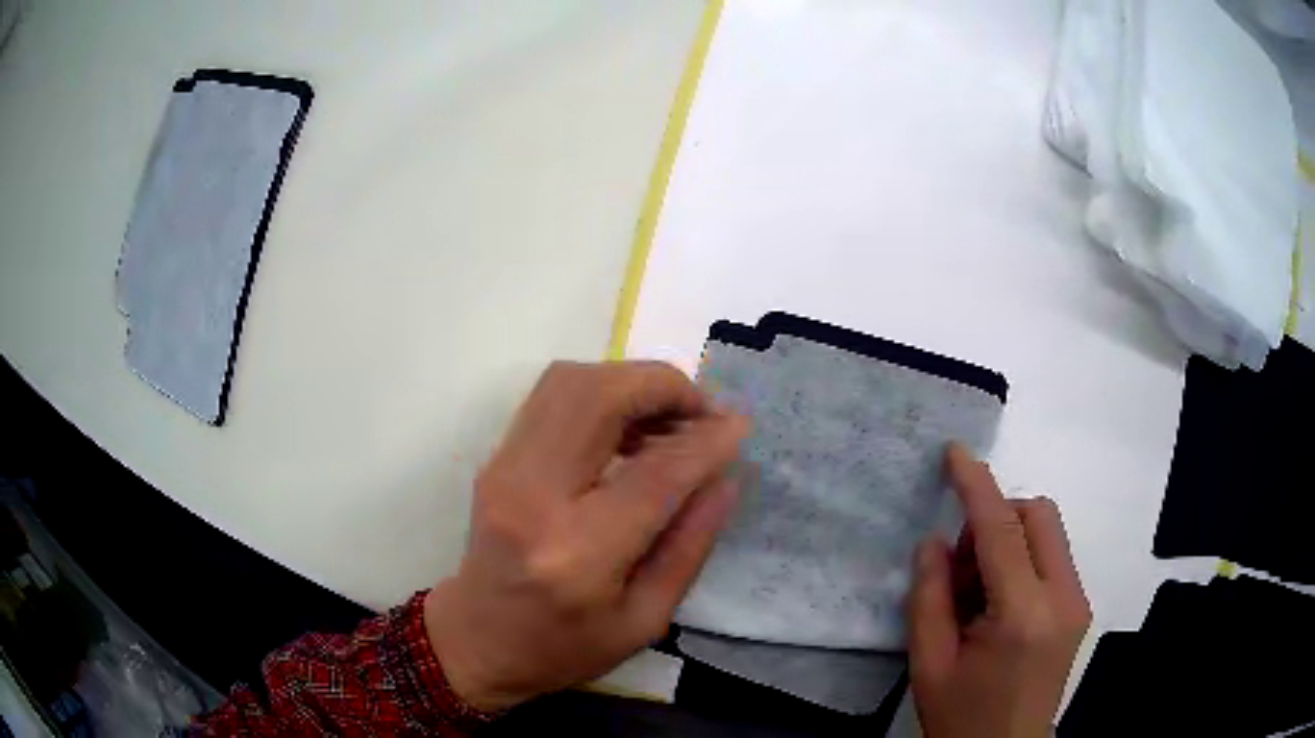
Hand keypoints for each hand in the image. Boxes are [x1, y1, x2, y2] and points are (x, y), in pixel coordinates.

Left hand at [425, 361, 747, 711]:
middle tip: (701, 413)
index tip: (739, 426)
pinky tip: (628, 428)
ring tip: (668, 419)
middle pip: (600, 397)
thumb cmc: (564, 647)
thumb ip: (690, 544)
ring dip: (630, 383)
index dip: (705, 442)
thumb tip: (723, 476)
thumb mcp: (646, 620)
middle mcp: (534, 496)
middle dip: (663, 387)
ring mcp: (505, 469)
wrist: (477, 640)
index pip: (655, 474)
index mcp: (579, 554)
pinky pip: (552, 398)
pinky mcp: (496, 458)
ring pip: (570, 382)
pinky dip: (601, 394)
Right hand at [908, 444, 1091, 737]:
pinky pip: (1053, 558)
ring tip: (978, 592)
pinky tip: (999, 604)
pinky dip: (1023, 560)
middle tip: (962, 565)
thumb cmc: (961, 716)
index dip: (977, 487)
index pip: (1001, 531)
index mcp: (1022, 616)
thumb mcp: (929, 664)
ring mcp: (1077, 602)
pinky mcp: (1080, 609)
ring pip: (1048, 532)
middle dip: (998, 517)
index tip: (955, 453)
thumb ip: (929, 598)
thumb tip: (935, 542)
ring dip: (1010, 540)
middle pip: (1039, 516)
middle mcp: (1062, 598)